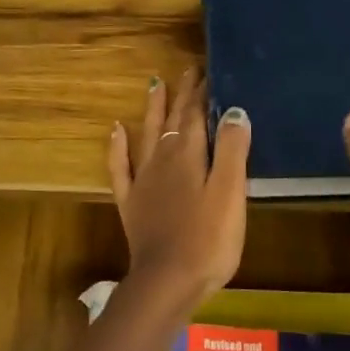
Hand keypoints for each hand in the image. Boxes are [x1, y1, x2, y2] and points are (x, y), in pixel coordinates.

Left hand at [108, 70, 251, 309]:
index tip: (207, 71)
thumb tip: (234, 110)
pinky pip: (121, 167)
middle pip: (172, 120)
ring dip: (151, 109)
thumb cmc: (208, 240)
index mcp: (188, 155)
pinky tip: (115, 130)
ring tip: (154, 84)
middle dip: (181, 94)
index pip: (196, 115)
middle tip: (187, 69)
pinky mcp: (132, 203)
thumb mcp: (229, 193)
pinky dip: (117, 146)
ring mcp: (143, 181)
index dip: (202, 93)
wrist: (167, 281)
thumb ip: (231, 150)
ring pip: (146, 134)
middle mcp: (162, 160)